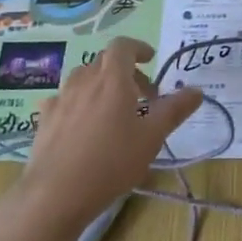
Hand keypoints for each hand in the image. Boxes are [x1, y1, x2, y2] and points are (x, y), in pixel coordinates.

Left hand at [20, 38, 202, 225]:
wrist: (55, 194)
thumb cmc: (111, 162)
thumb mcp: (151, 138)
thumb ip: (174, 110)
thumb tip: (197, 90)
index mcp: (112, 80)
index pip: (122, 46)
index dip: (138, 48)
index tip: (151, 60)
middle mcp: (84, 81)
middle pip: (104, 61)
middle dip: (126, 71)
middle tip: (143, 96)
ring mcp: (60, 99)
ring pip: (83, 78)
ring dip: (101, 85)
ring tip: (113, 111)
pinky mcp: (44, 120)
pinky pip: (65, 99)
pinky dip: (79, 102)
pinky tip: (82, 125)